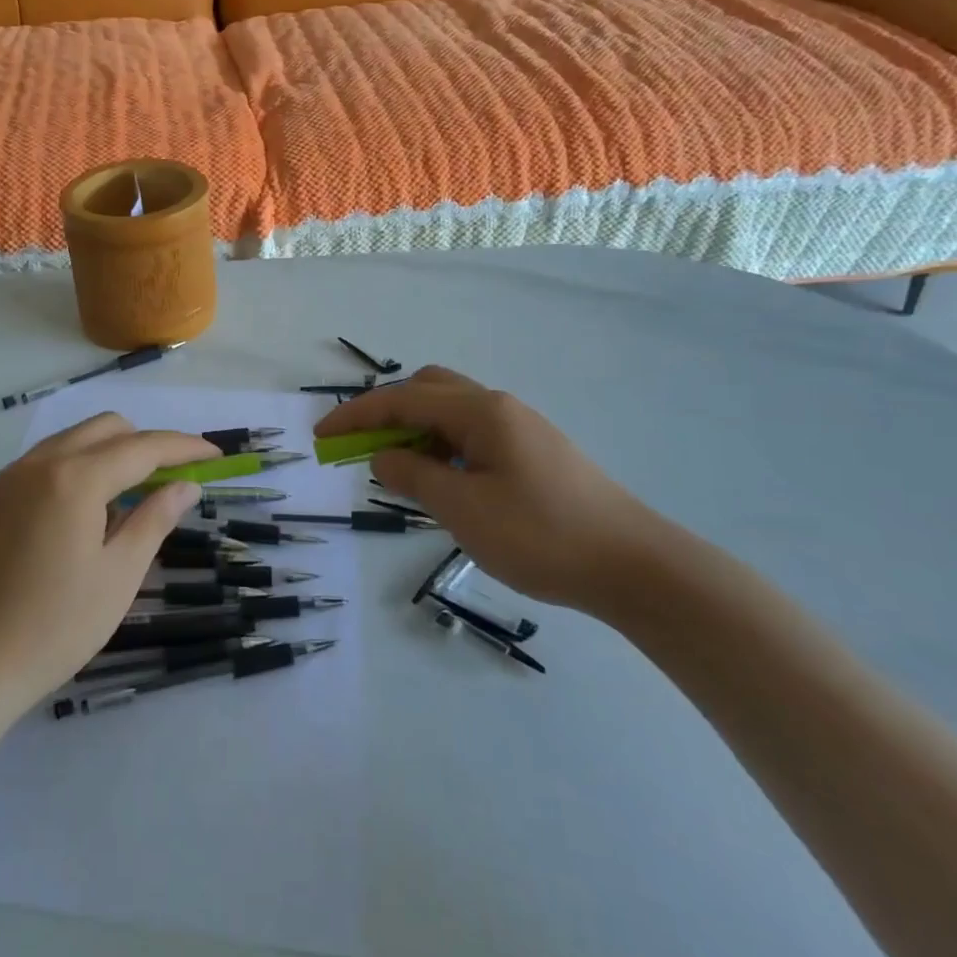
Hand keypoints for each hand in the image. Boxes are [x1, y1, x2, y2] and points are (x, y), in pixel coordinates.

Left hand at [0, 414, 216, 710]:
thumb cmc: (53, 627)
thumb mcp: (118, 576)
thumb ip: (154, 519)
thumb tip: (186, 485)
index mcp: (75, 478)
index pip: (143, 447)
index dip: (184, 448)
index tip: (214, 456)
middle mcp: (39, 463)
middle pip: (105, 429)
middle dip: (144, 444)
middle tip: (169, 482)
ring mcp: (7, 478)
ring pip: (71, 441)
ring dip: (107, 455)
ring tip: (125, 501)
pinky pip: (41, 464)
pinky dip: (73, 471)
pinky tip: (78, 517)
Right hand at [317, 365, 672, 611]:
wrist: (635, 566)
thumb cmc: (541, 535)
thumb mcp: (463, 508)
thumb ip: (413, 476)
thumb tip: (381, 457)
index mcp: (479, 411)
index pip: (402, 400)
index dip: (356, 415)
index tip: (321, 435)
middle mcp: (498, 407)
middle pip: (427, 390)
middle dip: (387, 413)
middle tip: (362, 448)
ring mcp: (519, 428)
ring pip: (450, 412)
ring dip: (415, 432)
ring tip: (398, 472)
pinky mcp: (533, 453)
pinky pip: (471, 435)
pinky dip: (442, 447)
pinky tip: (442, 482)